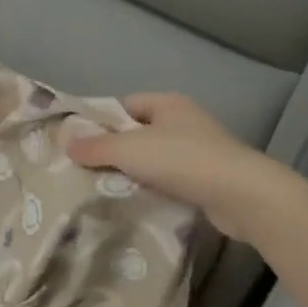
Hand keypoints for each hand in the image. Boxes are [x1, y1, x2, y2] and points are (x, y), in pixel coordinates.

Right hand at [68, 92, 288, 239]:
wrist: (241, 194)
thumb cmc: (182, 160)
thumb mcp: (130, 150)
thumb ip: (96, 147)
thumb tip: (67, 144)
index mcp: (167, 103)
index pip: (125, 105)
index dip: (101, 121)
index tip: (80, 144)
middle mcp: (185, 121)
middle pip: (139, 132)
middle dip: (116, 150)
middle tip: (87, 170)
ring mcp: (201, 150)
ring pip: (156, 158)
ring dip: (136, 173)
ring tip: (108, 189)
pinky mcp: (209, 178)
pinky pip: (172, 180)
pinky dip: (156, 189)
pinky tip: (140, 203)